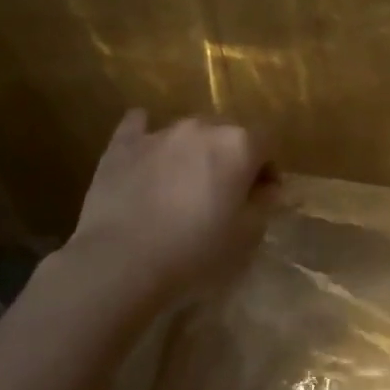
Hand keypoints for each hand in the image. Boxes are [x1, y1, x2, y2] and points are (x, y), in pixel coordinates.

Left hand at [57, 110, 274, 306]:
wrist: (121, 263)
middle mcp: (201, 128)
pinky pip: (138, 126)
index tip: (261, 196)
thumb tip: (266, 187)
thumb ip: (264, 204)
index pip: (267, 142)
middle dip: (231, 156)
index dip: (268, 168)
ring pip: (188, 132)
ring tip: (184, 185)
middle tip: (224, 192)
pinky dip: (147, 135)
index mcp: (239, 145)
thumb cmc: (196, 253)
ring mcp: (158, 133)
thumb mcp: (248, 237)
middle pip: (228, 132)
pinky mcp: (121, 146)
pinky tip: (146, 153)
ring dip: (194, 152)